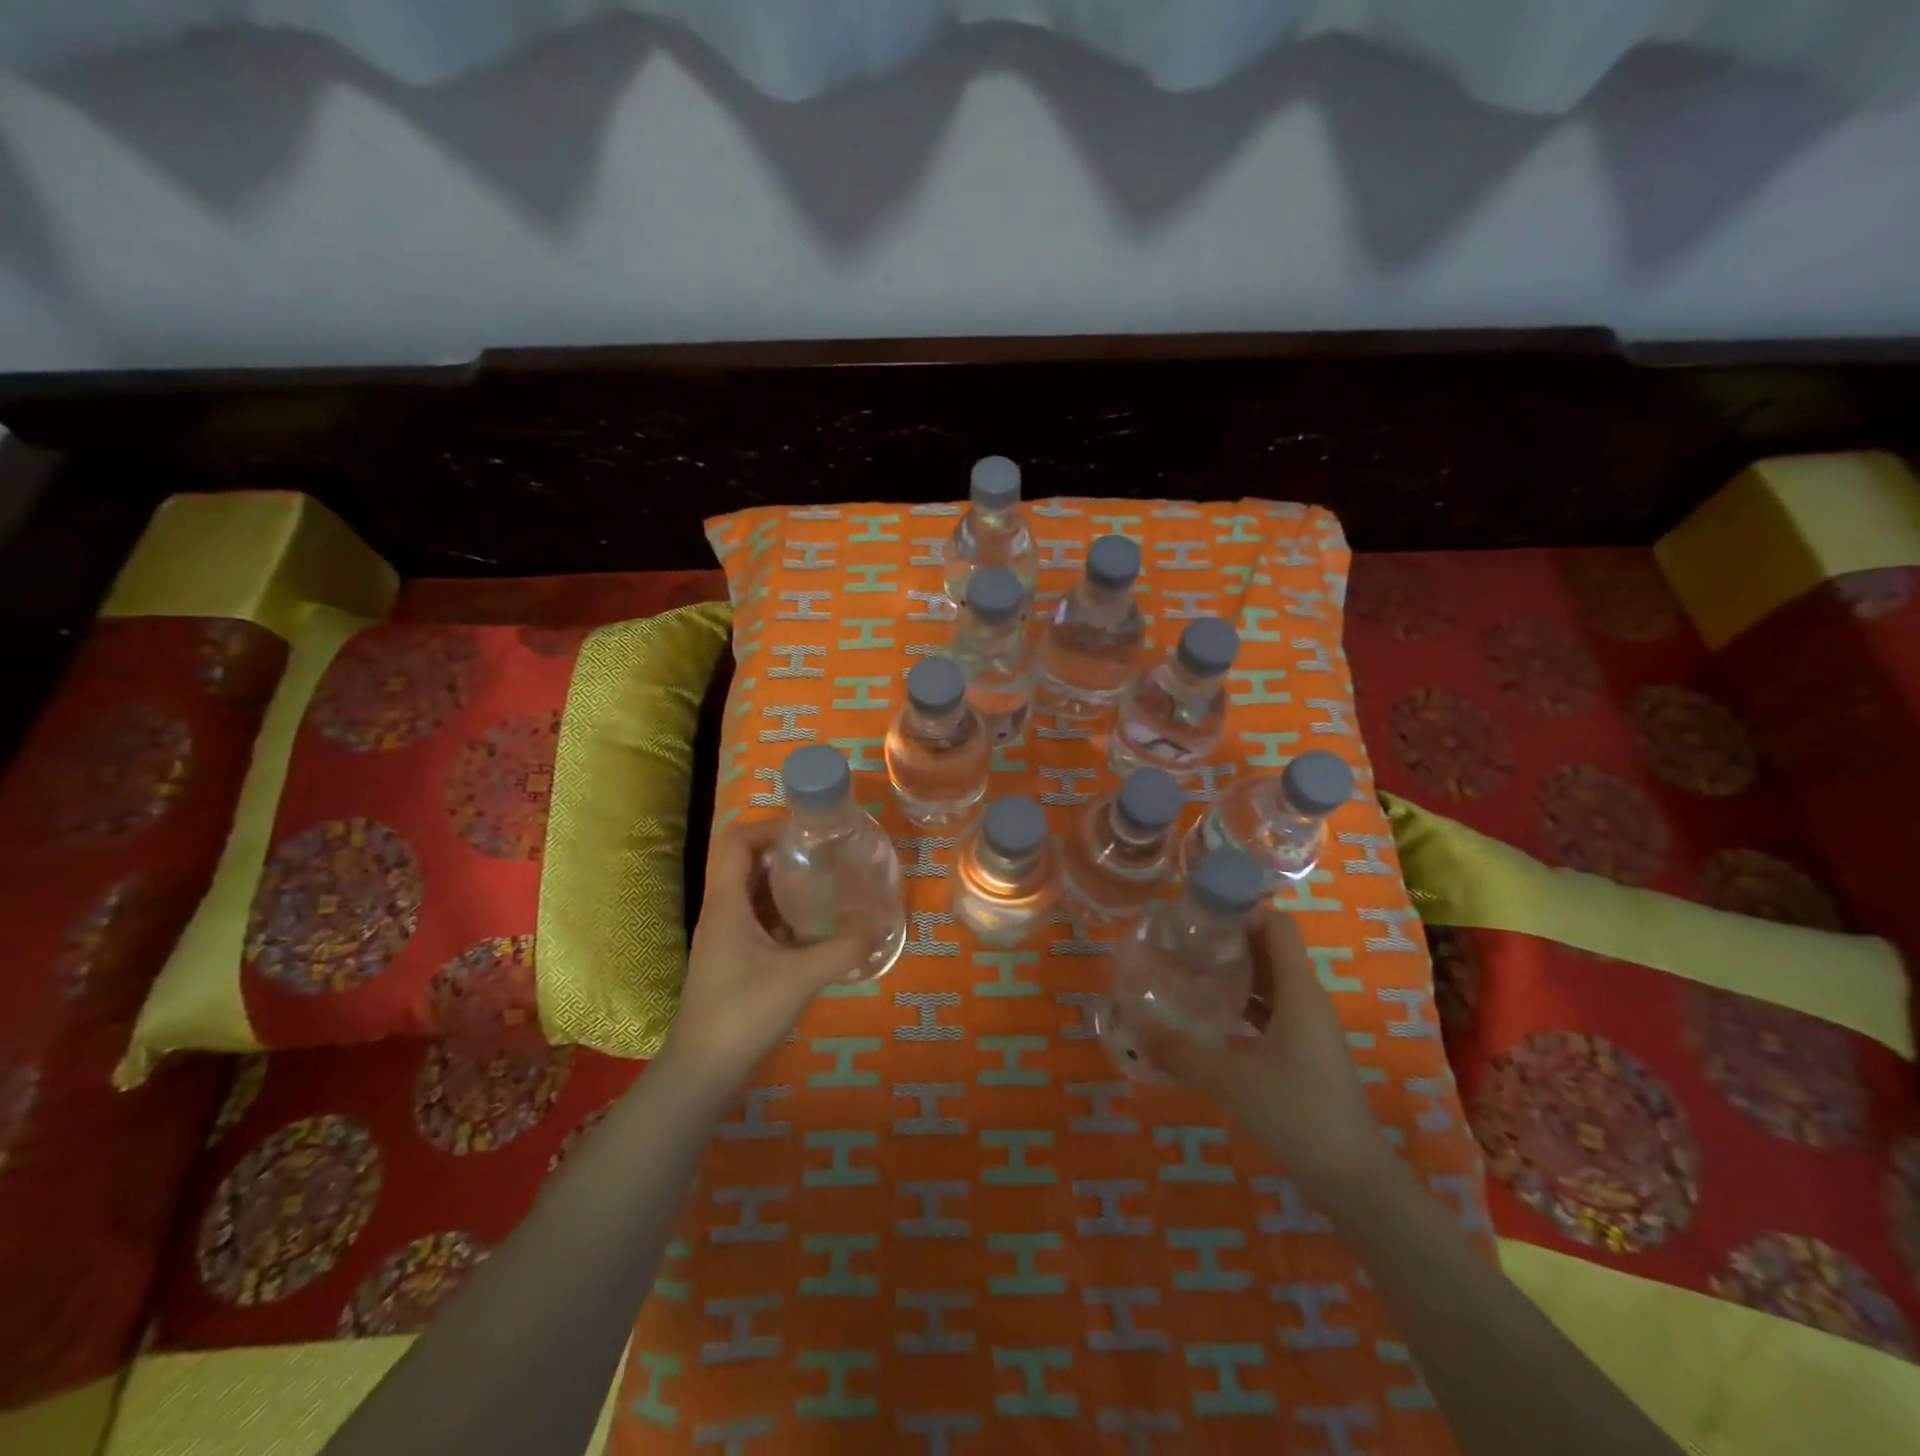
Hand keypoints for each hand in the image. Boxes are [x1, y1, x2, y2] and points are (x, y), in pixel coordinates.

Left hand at [663, 819, 866, 1088]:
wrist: (703, 1070)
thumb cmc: (743, 1012)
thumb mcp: (801, 977)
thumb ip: (844, 948)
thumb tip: (883, 921)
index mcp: (727, 903)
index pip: (736, 840)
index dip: (768, 826)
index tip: (808, 831)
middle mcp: (722, 911)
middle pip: (747, 861)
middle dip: (785, 851)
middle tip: (827, 853)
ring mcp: (725, 936)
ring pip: (754, 891)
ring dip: (786, 881)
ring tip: (828, 880)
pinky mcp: (734, 958)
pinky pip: (759, 918)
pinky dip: (785, 911)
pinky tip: (816, 924)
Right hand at [1132, 910, 1389, 1192]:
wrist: (1353, 1180)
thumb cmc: (1297, 1113)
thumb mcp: (1230, 1080)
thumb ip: (1180, 1051)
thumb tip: (1135, 1027)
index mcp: (1299, 991)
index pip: (1277, 926)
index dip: (1242, 910)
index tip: (1199, 913)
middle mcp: (1307, 1000)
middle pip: (1270, 949)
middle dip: (1229, 939)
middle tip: (1183, 940)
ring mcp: (1309, 1029)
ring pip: (1270, 982)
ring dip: (1235, 972)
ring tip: (1189, 971)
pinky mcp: (1305, 1054)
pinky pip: (1271, 1010)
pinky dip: (1243, 1004)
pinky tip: (1212, 1017)